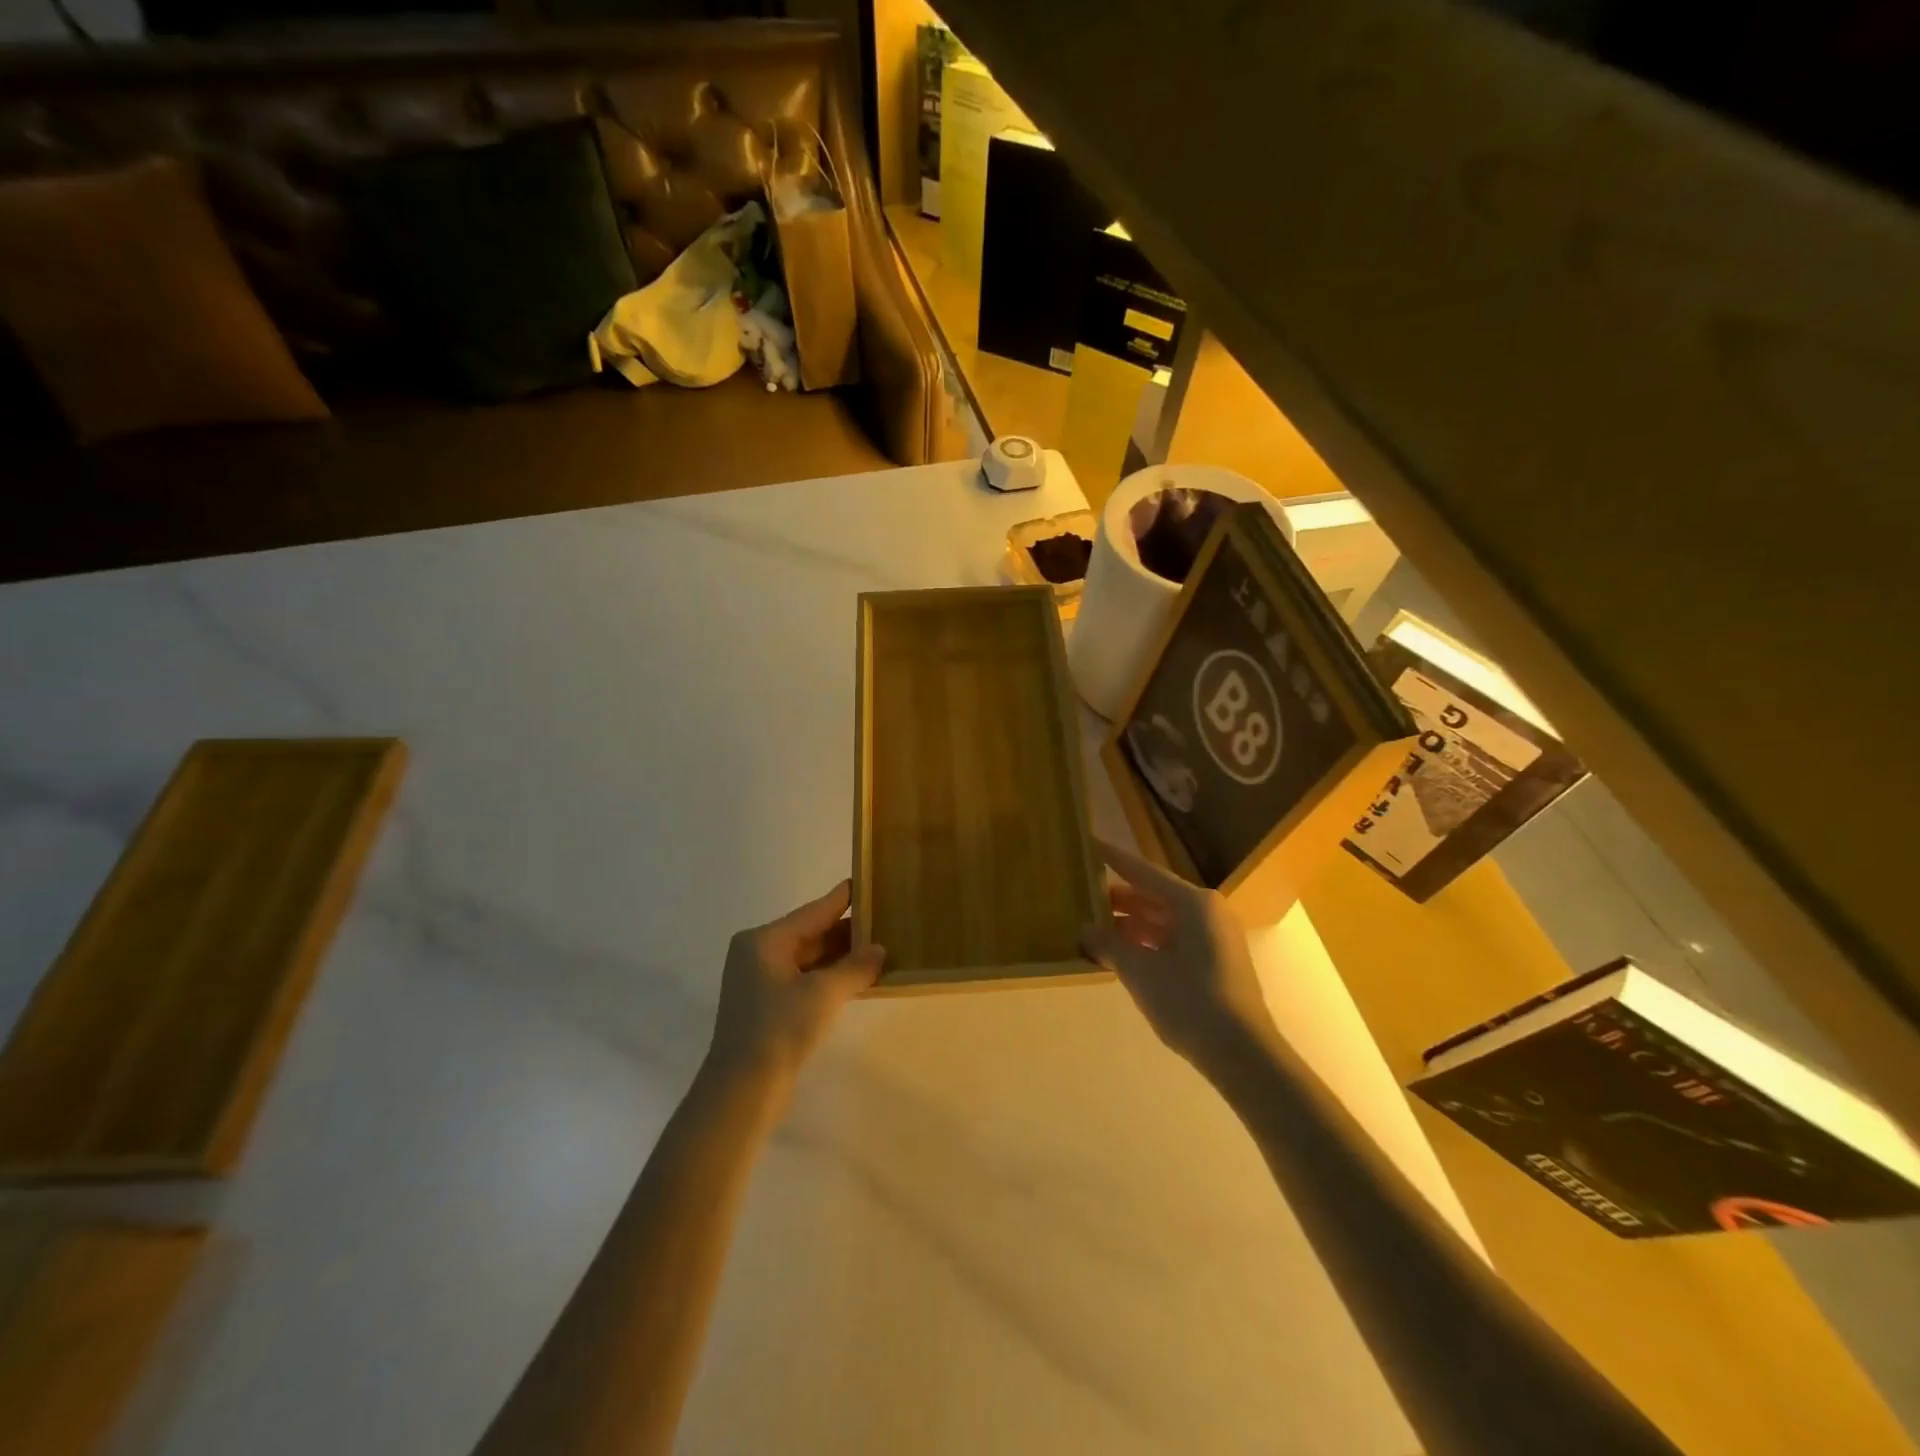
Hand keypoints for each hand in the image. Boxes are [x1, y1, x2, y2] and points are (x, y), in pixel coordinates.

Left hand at [707, 880, 884, 1083]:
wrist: (742, 1090)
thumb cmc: (780, 1028)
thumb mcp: (824, 993)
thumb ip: (855, 967)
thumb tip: (879, 949)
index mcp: (764, 940)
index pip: (813, 912)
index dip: (842, 899)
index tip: (865, 881)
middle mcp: (759, 954)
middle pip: (810, 933)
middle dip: (846, 931)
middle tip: (883, 918)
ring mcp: (761, 982)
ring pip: (809, 959)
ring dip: (841, 957)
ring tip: (878, 948)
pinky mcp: (768, 1007)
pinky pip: (805, 980)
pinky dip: (830, 978)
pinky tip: (858, 979)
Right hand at [1080, 839, 1272, 1067]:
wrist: (1242, 1054)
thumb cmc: (1190, 1000)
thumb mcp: (1140, 971)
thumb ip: (1108, 945)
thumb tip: (1084, 930)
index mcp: (1194, 902)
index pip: (1144, 872)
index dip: (1114, 859)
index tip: (1090, 843)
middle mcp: (1207, 912)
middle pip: (1155, 896)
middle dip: (1119, 898)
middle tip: (1083, 893)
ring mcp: (1214, 939)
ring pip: (1164, 921)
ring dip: (1130, 924)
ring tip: (1094, 926)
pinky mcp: (1215, 964)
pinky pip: (1173, 941)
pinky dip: (1146, 944)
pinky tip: (1120, 954)